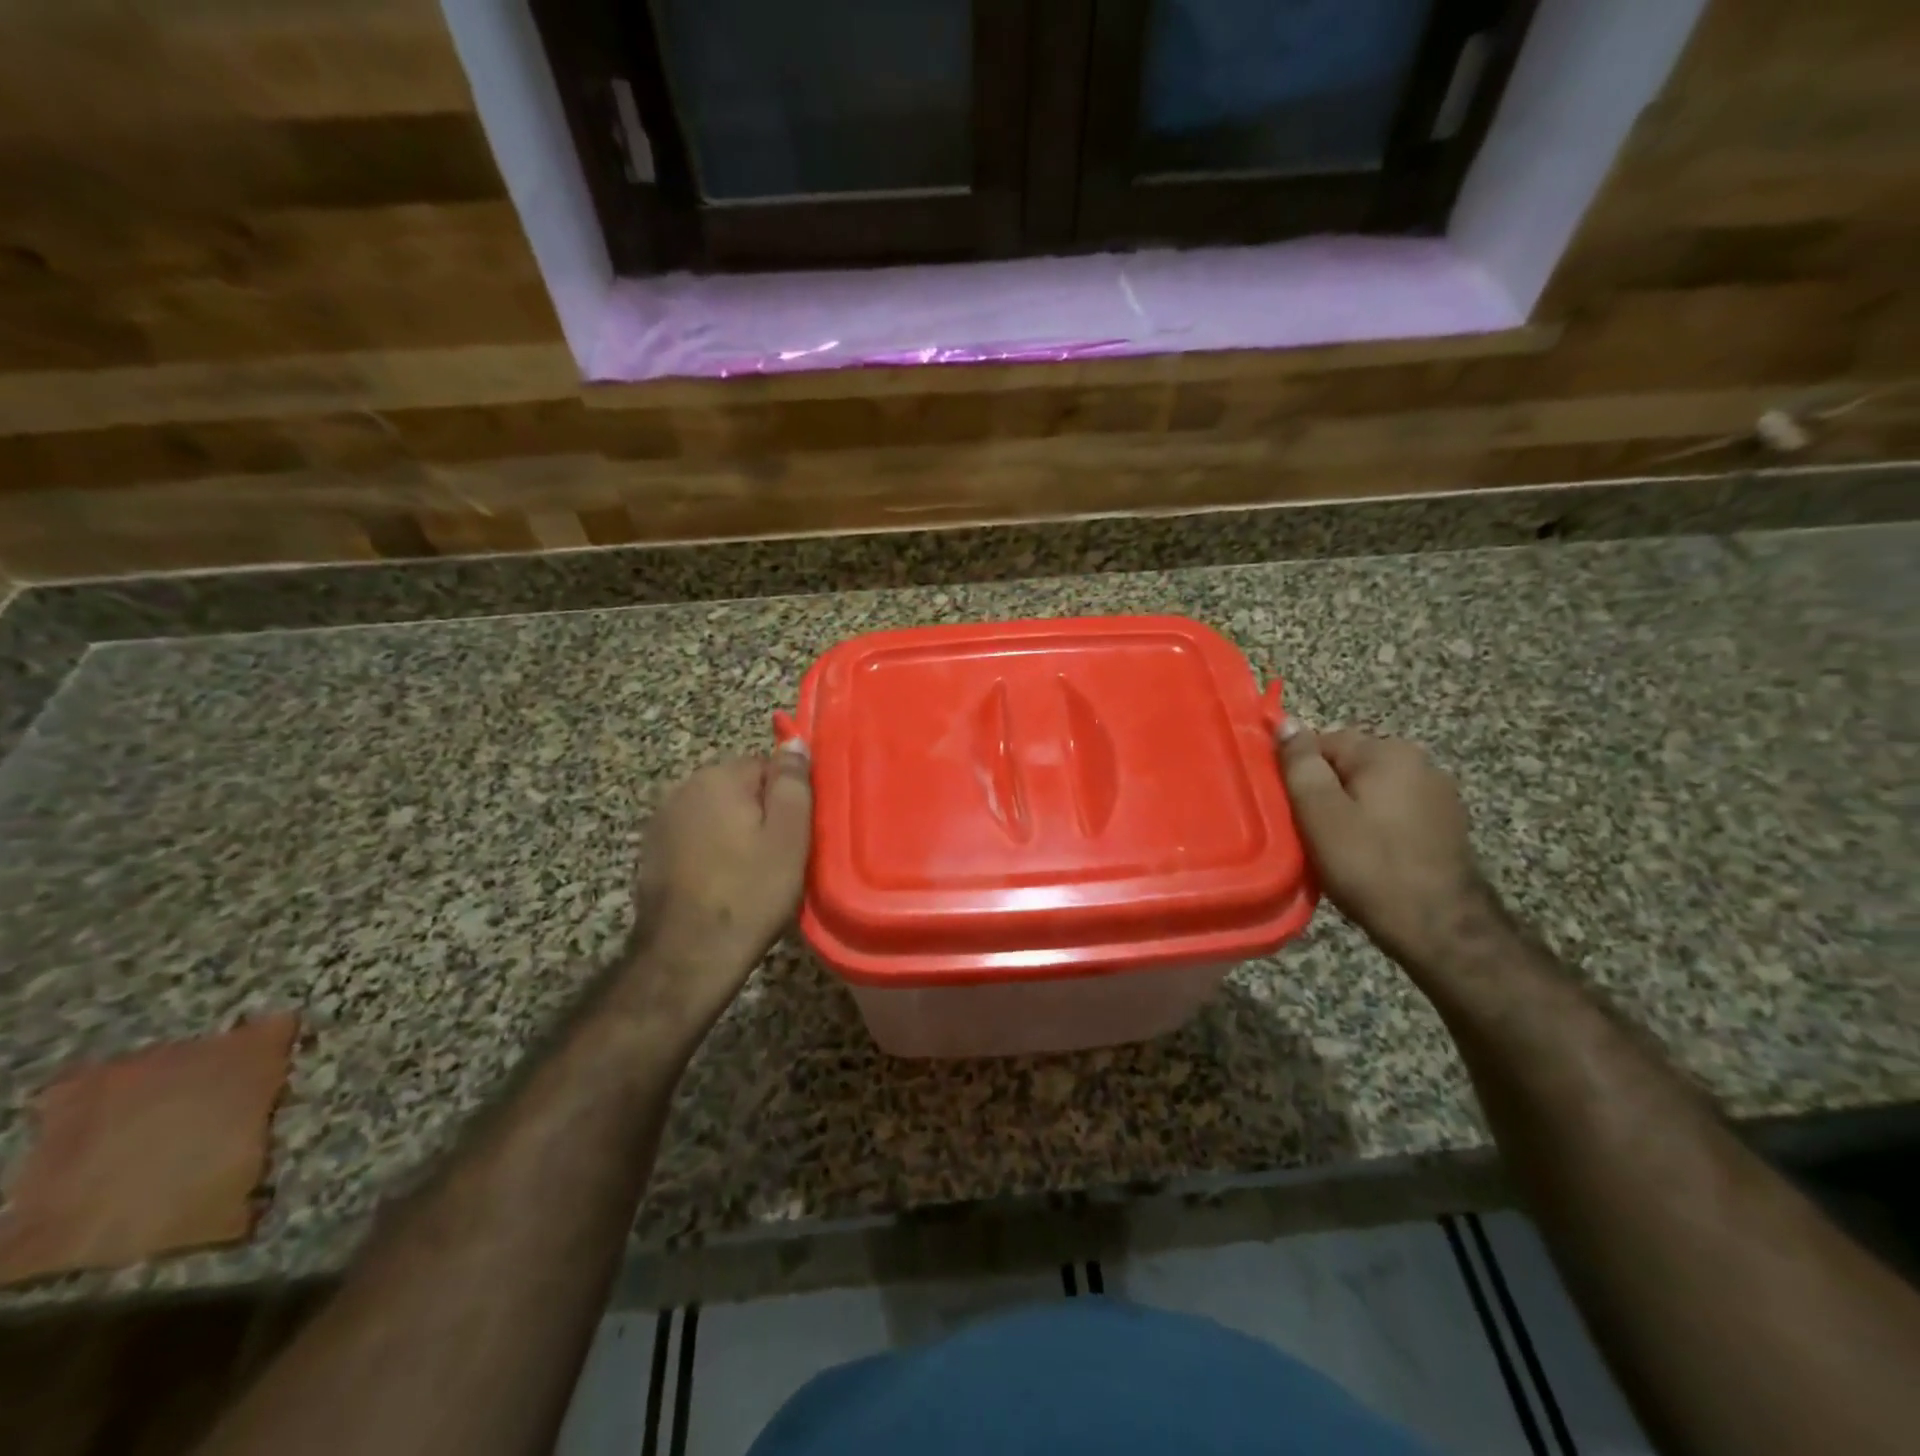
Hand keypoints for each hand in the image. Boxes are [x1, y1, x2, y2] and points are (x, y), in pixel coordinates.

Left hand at [621, 744, 811, 1027]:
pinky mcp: (651, 852)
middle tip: (778, 857)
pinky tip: (721, 883)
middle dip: (759, 814)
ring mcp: (661, 821)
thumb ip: (793, 782)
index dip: (786, 799)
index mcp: (717, 777)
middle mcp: (682, 788)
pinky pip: (694, 838)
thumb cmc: (749, 893)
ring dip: (734, 833)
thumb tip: (794, 741)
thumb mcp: (789, 836)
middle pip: (738, 788)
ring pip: (715, 814)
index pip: (766, 765)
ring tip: (750, 873)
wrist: (687, 956)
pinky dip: (710, 852)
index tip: (796, 834)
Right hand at [1277, 719, 1502, 976]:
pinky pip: (1395, 812)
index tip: (1288, 807)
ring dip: (1351, 810)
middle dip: (1326, 791)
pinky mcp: (1447, 825)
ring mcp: (1439, 794)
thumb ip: (1300, 764)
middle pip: (1350, 765)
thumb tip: (1287, 723)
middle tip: (1308, 831)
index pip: (1323, 741)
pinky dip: (1376, 827)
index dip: (1298, 772)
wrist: (1440, 928)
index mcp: (1388, 752)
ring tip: (1336, 847)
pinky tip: (1368, 856)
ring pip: (1372, 790)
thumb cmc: (1370, 866)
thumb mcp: (1319, 813)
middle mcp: (1420, 762)